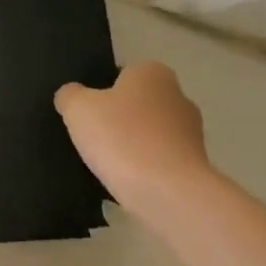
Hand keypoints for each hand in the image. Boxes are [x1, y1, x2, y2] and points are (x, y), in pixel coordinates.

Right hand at [55, 61, 212, 208]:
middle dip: (118, 118)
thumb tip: (72, 96)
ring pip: (150, 133)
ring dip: (132, 145)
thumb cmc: (120, 137)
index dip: (101, 91)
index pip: (122, 73)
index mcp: (153, 73)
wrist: (167, 192)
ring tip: (108, 164)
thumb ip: (69, 95)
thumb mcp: (77, 108)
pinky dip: (145, 168)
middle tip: (93, 137)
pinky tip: (127, 181)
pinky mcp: (196, 165)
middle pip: (137, 104)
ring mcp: (192, 132)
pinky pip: (160, 160)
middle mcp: (179, 96)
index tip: (87, 112)